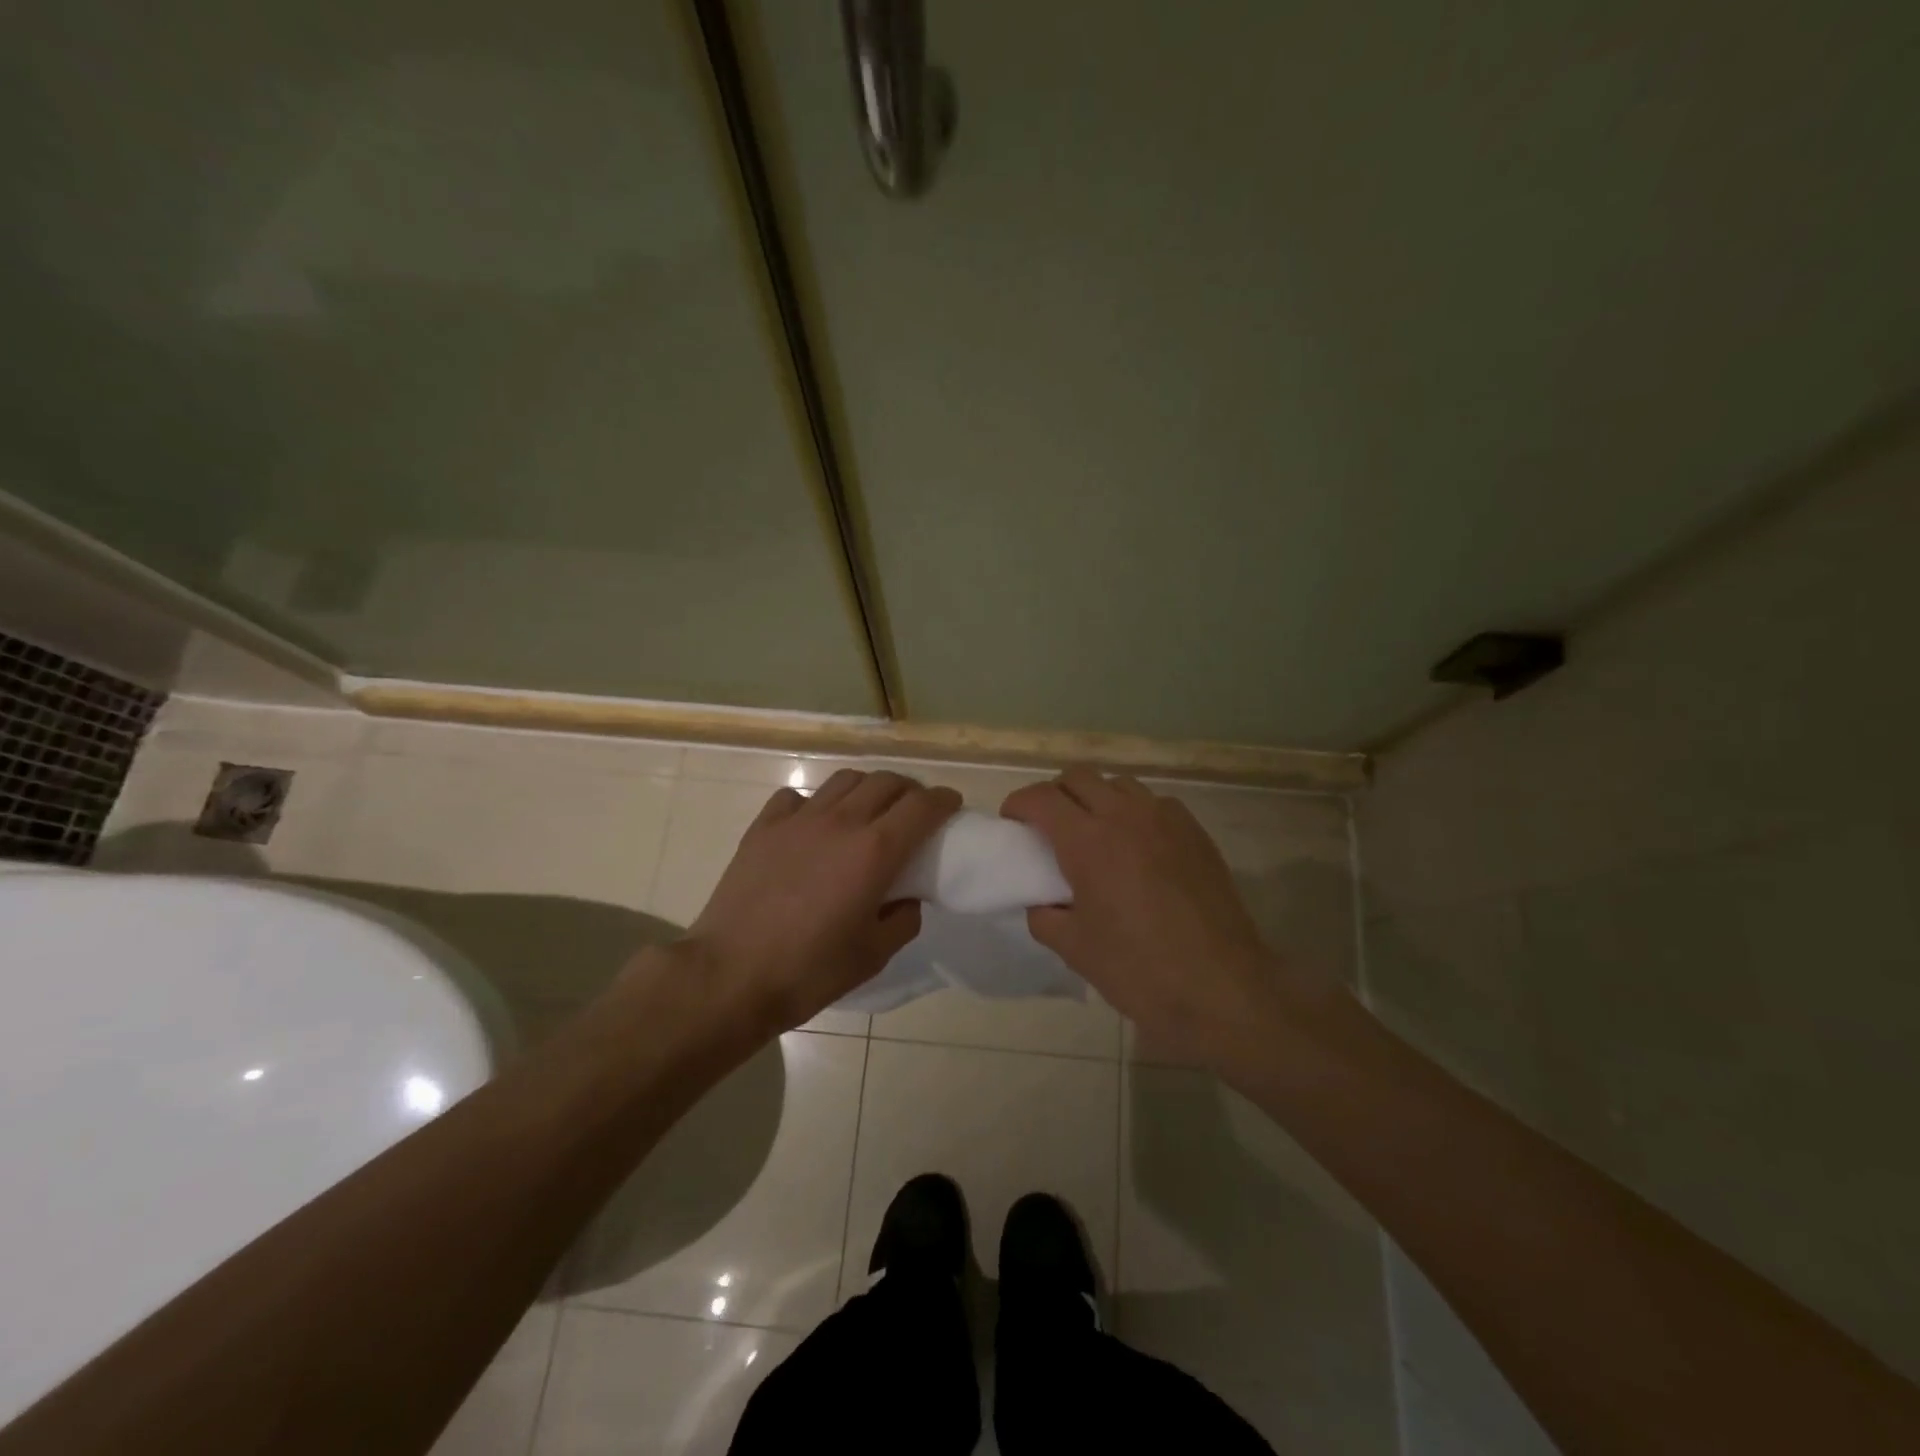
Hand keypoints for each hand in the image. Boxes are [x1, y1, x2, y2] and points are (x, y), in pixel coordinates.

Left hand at [688, 769, 960, 1034]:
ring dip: (868, 788)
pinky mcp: (764, 827)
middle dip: (910, 789)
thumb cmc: (809, 971)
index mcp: (875, 851)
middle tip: (914, 810)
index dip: (943, 800)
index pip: (922, 806)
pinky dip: (816, 802)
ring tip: (869, 810)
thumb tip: (906, 897)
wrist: (730, 975)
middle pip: (886, 782)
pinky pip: (798, 797)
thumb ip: (903, 919)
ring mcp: (799, 819)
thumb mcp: (874, 955)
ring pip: (845, 780)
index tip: (952, 805)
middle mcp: (841, 822)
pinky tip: (815, 824)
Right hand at [1002, 768, 1286, 1061]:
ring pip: (1119, 784)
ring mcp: (1166, 819)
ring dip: (1096, 798)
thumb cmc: (1141, 971)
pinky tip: (1138, 847)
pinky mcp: (1196, 832)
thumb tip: (1043, 902)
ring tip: (1095, 833)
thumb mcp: (1075, 950)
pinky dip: (1134, 813)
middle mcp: (1125, 816)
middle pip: (1079, 776)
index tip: (1013, 822)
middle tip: (1049, 826)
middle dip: (1055, 793)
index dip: (1019, 804)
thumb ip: (1046, 917)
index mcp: (1088, 842)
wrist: (1223, 988)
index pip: (1041, 797)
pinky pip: (1155, 804)